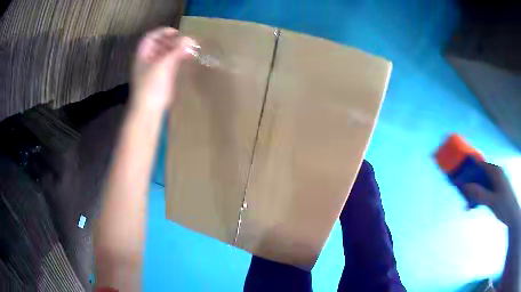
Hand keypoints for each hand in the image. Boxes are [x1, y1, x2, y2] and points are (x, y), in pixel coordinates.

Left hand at [131, 27, 197, 110]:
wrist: (148, 110)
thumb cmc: (152, 86)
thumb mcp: (164, 65)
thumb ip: (177, 50)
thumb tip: (190, 39)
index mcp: (142, 55)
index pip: (151, 37)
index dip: (163, 32)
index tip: (177, 33)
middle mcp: (147, 60)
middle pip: (159, 44)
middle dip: (173, 41)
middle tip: (187, 42)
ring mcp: (153, 69)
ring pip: (165, 54)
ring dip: (177, 50)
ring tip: (190, 49)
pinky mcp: (160, 78)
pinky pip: (169, 63)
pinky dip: (177, 58)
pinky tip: (187, 59)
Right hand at [463, 162, 520, 226]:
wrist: (512, 214)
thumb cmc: (505, 205)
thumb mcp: (493, 201)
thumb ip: (480, 194)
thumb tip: (466, 187)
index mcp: (495, 172)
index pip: (480, 165)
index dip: (469, 168)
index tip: (458, 175)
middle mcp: (494, 175)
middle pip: (479, 175)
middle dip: (469, 183)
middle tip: (460, 193)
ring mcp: (494, 184)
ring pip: (481, 185)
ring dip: (473, 193)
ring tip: (465, 204)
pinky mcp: (494, 192)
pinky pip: (483, 192)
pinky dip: (477, 198)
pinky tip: (472, 207)